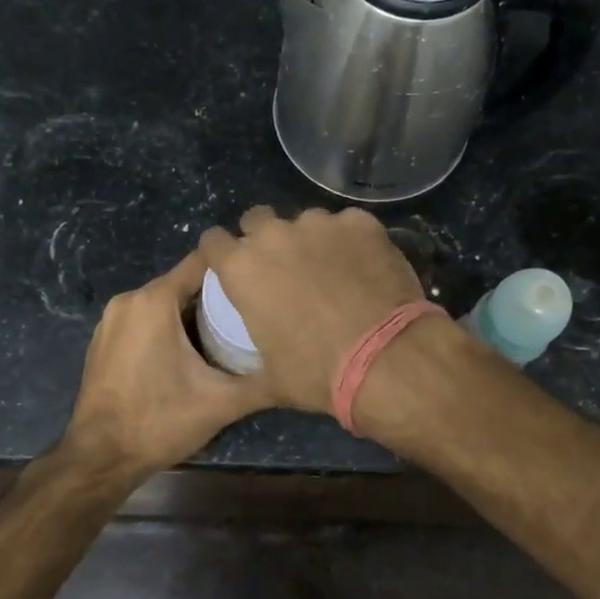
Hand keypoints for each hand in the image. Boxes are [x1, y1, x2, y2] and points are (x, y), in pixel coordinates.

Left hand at [64, 250, 271, 474]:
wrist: (100, 458)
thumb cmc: (160, 421)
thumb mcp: (221, 402)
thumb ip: (263, 382)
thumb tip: (298, 372)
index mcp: (154, 301)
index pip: (202, 263)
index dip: (235, 267)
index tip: (261, 280)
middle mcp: (128, 300)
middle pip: (183, 283)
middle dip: (216, 297)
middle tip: (250, 315)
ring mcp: (110, 320)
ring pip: (163, 303)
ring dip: (192, 314)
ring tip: (227, 334)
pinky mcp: (103, 340)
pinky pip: (143, 320)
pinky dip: (167, 328)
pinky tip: (189, 354)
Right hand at [198, 207, 424, 413]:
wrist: (386, 358)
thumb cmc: (317, 372)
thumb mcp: (270, 378)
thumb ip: (251, 360)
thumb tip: (245, 376)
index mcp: (242, 268)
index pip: (213, 241)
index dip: (221, 253)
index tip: (232, 267)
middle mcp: (274, 235)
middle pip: (257, 220)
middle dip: (263, 237)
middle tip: (283, 268)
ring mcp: (320, 224)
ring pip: (306, 222)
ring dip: (311, 240)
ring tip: (332, 270)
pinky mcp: (360, 223)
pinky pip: (348, 225)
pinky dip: (351, 241)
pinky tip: (365, 267)